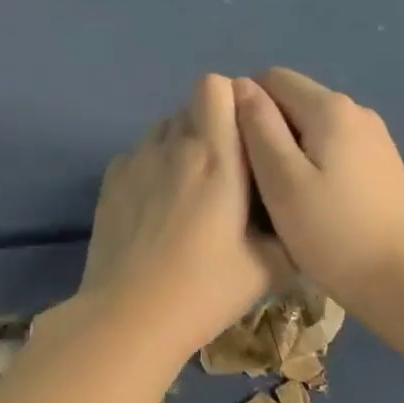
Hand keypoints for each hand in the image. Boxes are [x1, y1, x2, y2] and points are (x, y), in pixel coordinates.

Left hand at [76, 75, 281, 360]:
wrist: (131, 316)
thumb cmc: (206, 289)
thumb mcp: (269, 266)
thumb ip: (288, 227)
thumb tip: (293, 212)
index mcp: (217, 157)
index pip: (215, 86)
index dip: (231, 100)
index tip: (245, 134)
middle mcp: (173, 147)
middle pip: (190, 106)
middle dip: (210, 126)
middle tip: (223, 172)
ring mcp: (135, 161)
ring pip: (162, 129)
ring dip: (180, 145)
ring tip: (188, 189)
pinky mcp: (109, 181)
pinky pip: (137, 154)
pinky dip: (150, 167)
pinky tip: (154, 207)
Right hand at [233, 68, 403, 306]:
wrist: (399, 279)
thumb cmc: (331, 231)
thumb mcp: (281, 179)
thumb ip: (258, 126)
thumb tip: (240, 85)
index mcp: (330, 108)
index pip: (273, 79)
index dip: (246, 106)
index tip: (237, 149)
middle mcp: (357, 111)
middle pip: (295, 101)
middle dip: (268, 128)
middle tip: (254, 178)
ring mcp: (375, 138)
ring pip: (314, 126)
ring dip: (290, 149)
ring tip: (280, 193)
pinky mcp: (382, 164)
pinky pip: (335, 147)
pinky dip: (315, 163)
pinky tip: (313, 200)